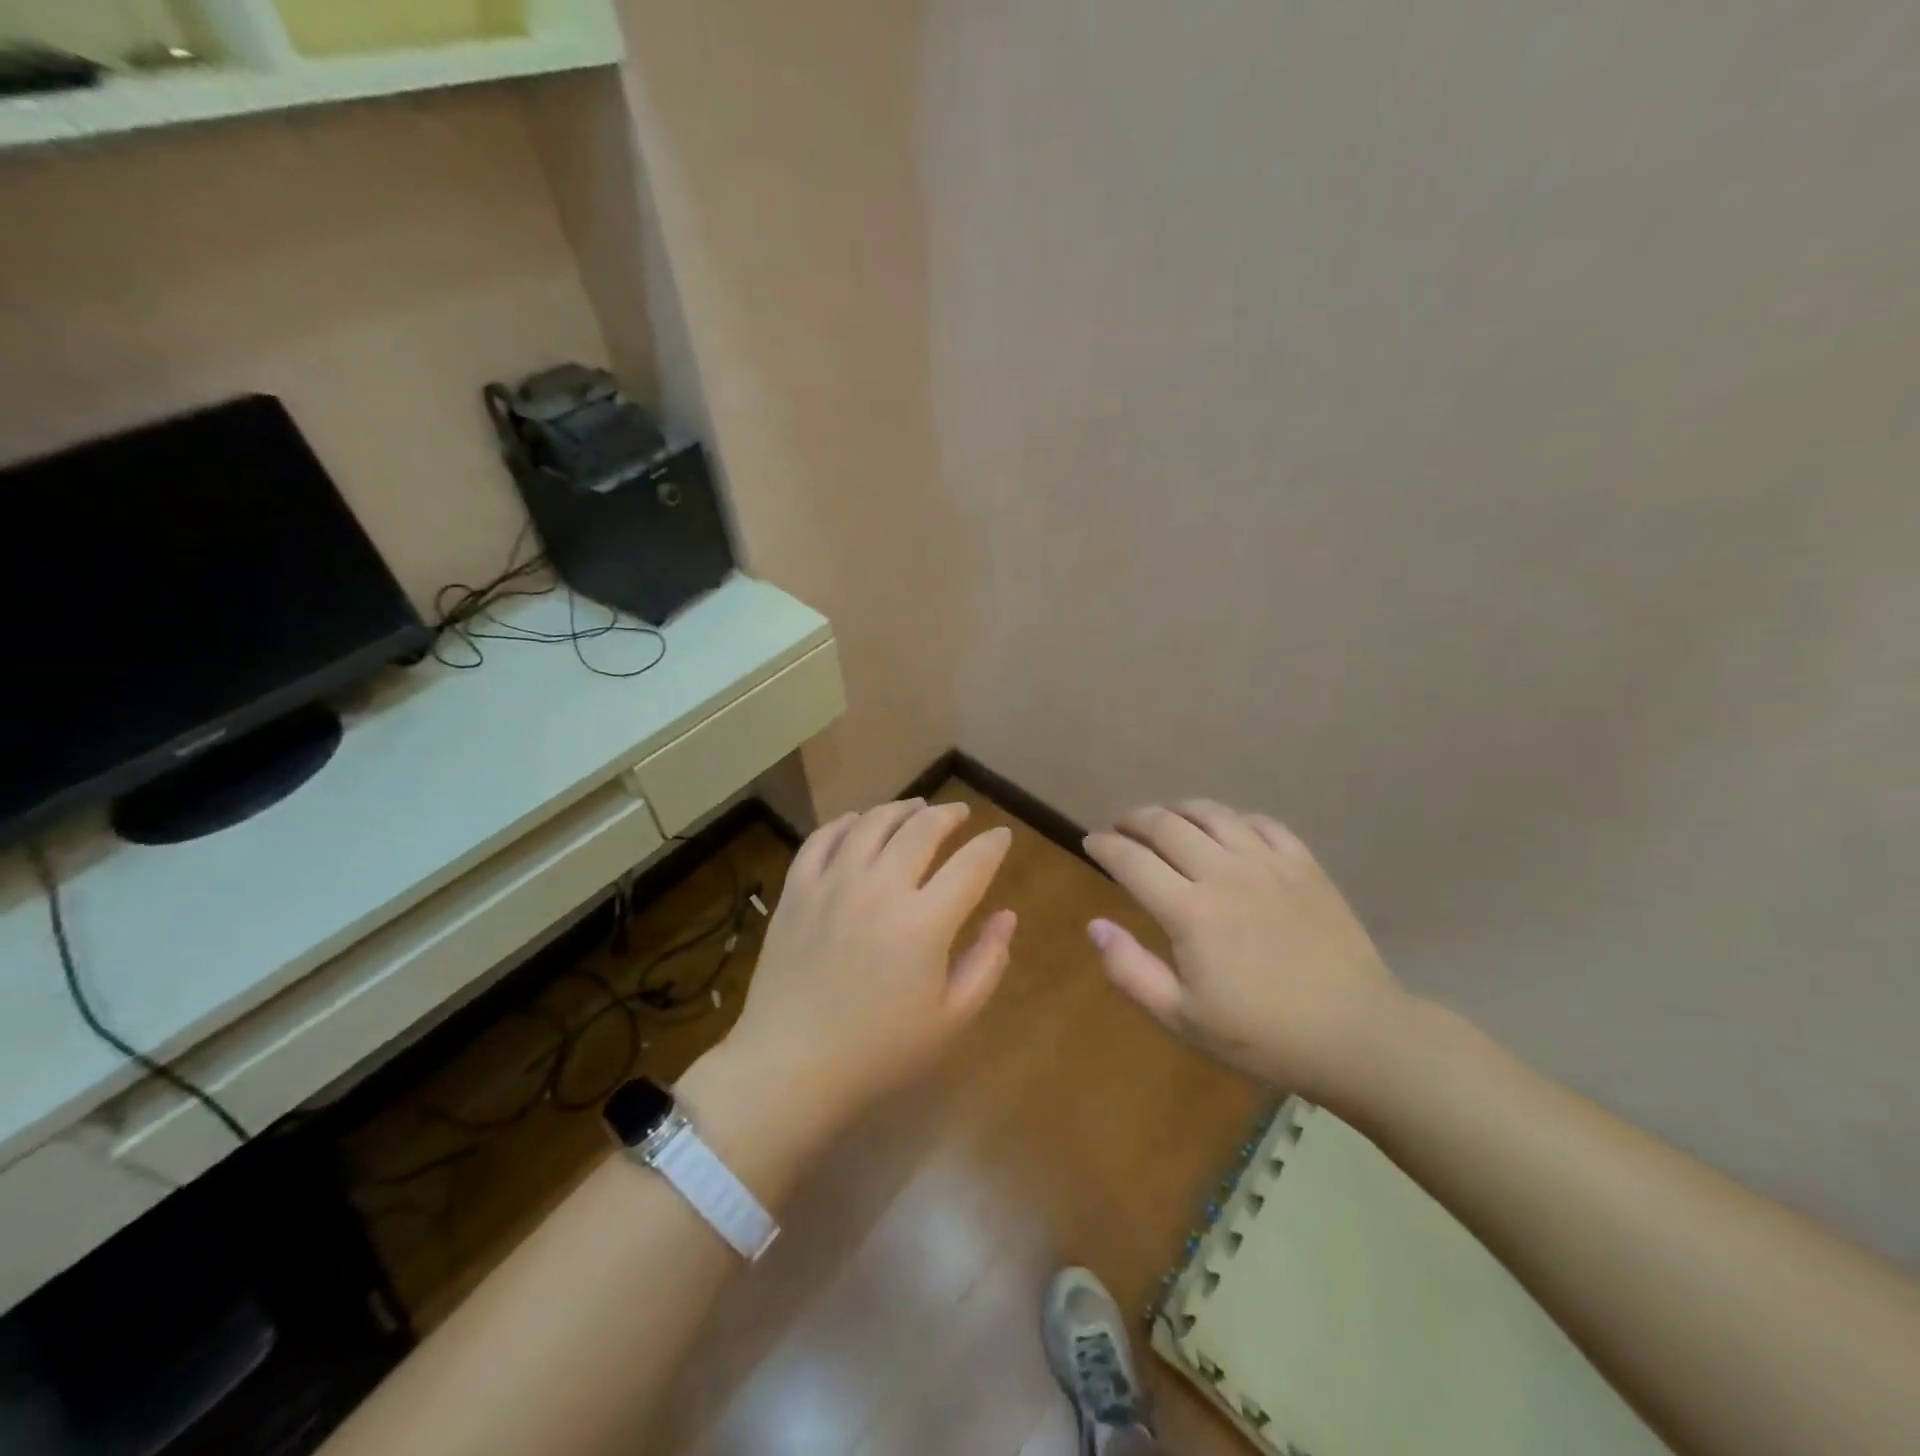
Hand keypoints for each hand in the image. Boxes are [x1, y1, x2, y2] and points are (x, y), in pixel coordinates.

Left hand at [721, 798, 1016, 1126]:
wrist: (791, 1065)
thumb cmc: (879, 1050)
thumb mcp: (951, 1018)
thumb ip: (987, 962)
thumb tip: (1007, 916)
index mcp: (924, 922)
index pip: (970, 865)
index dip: (992, 845)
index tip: (1001, 835)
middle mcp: (880, 888)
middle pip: (921, 830)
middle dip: (949, 815)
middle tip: (960, 814)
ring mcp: (833, 883)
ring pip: (872, 823)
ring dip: (900, 809)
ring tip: (915, 808)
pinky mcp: (797, 890)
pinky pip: (822, 839)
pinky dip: (845, 822)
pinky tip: (857, 822)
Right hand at [1083, 800, 1404, 1099]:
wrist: (1357, 1036)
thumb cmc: (1262, 1036)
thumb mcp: (1183, 1019)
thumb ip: (1131, 971)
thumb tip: (1095, 926)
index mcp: (1190, 911)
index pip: (1131, 860)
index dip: (1104, 846)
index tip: (1090, 842)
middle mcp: (1224, 873)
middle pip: (1166, 825)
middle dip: (1134, 819)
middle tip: (1121, 826)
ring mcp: (1268, 863)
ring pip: (1212, 814)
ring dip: (1178, 809)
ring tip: (1164, 818)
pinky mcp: (1304, 865)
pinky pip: (1261, 822)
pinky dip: (1232, 818)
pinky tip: (1226, 828)